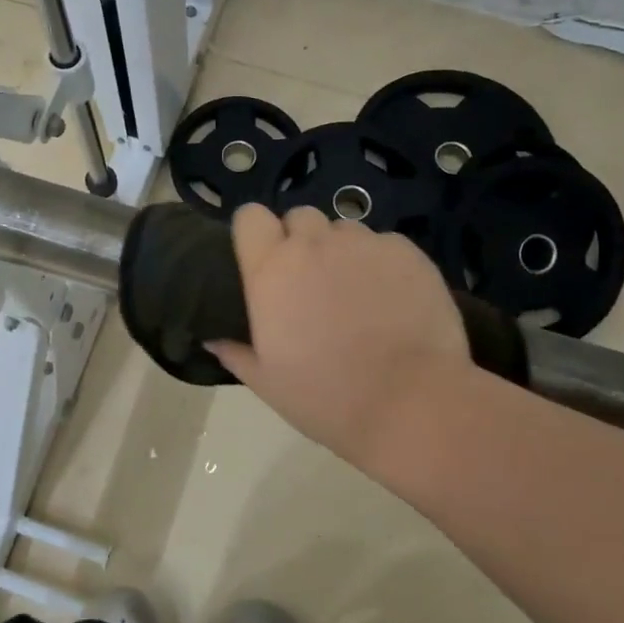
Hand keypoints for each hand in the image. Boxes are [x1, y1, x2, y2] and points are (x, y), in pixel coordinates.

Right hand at [207, 204, 475, 469]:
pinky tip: (392, 298)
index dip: (256, 233)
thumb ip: (236, 352)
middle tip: (311, 281)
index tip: (264, 258)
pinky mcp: (406, 251)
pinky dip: (382, 263)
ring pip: (344, 229)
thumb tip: (212, 339)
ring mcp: (363, 244)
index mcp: (271, 271)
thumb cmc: (327, 398)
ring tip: (356, 292)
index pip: (250, 216)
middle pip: (299, 217)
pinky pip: (384, 244)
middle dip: (301, 240)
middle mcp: (314, 244)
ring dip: (342, 251)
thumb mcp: (268, 384)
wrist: (411, 405)